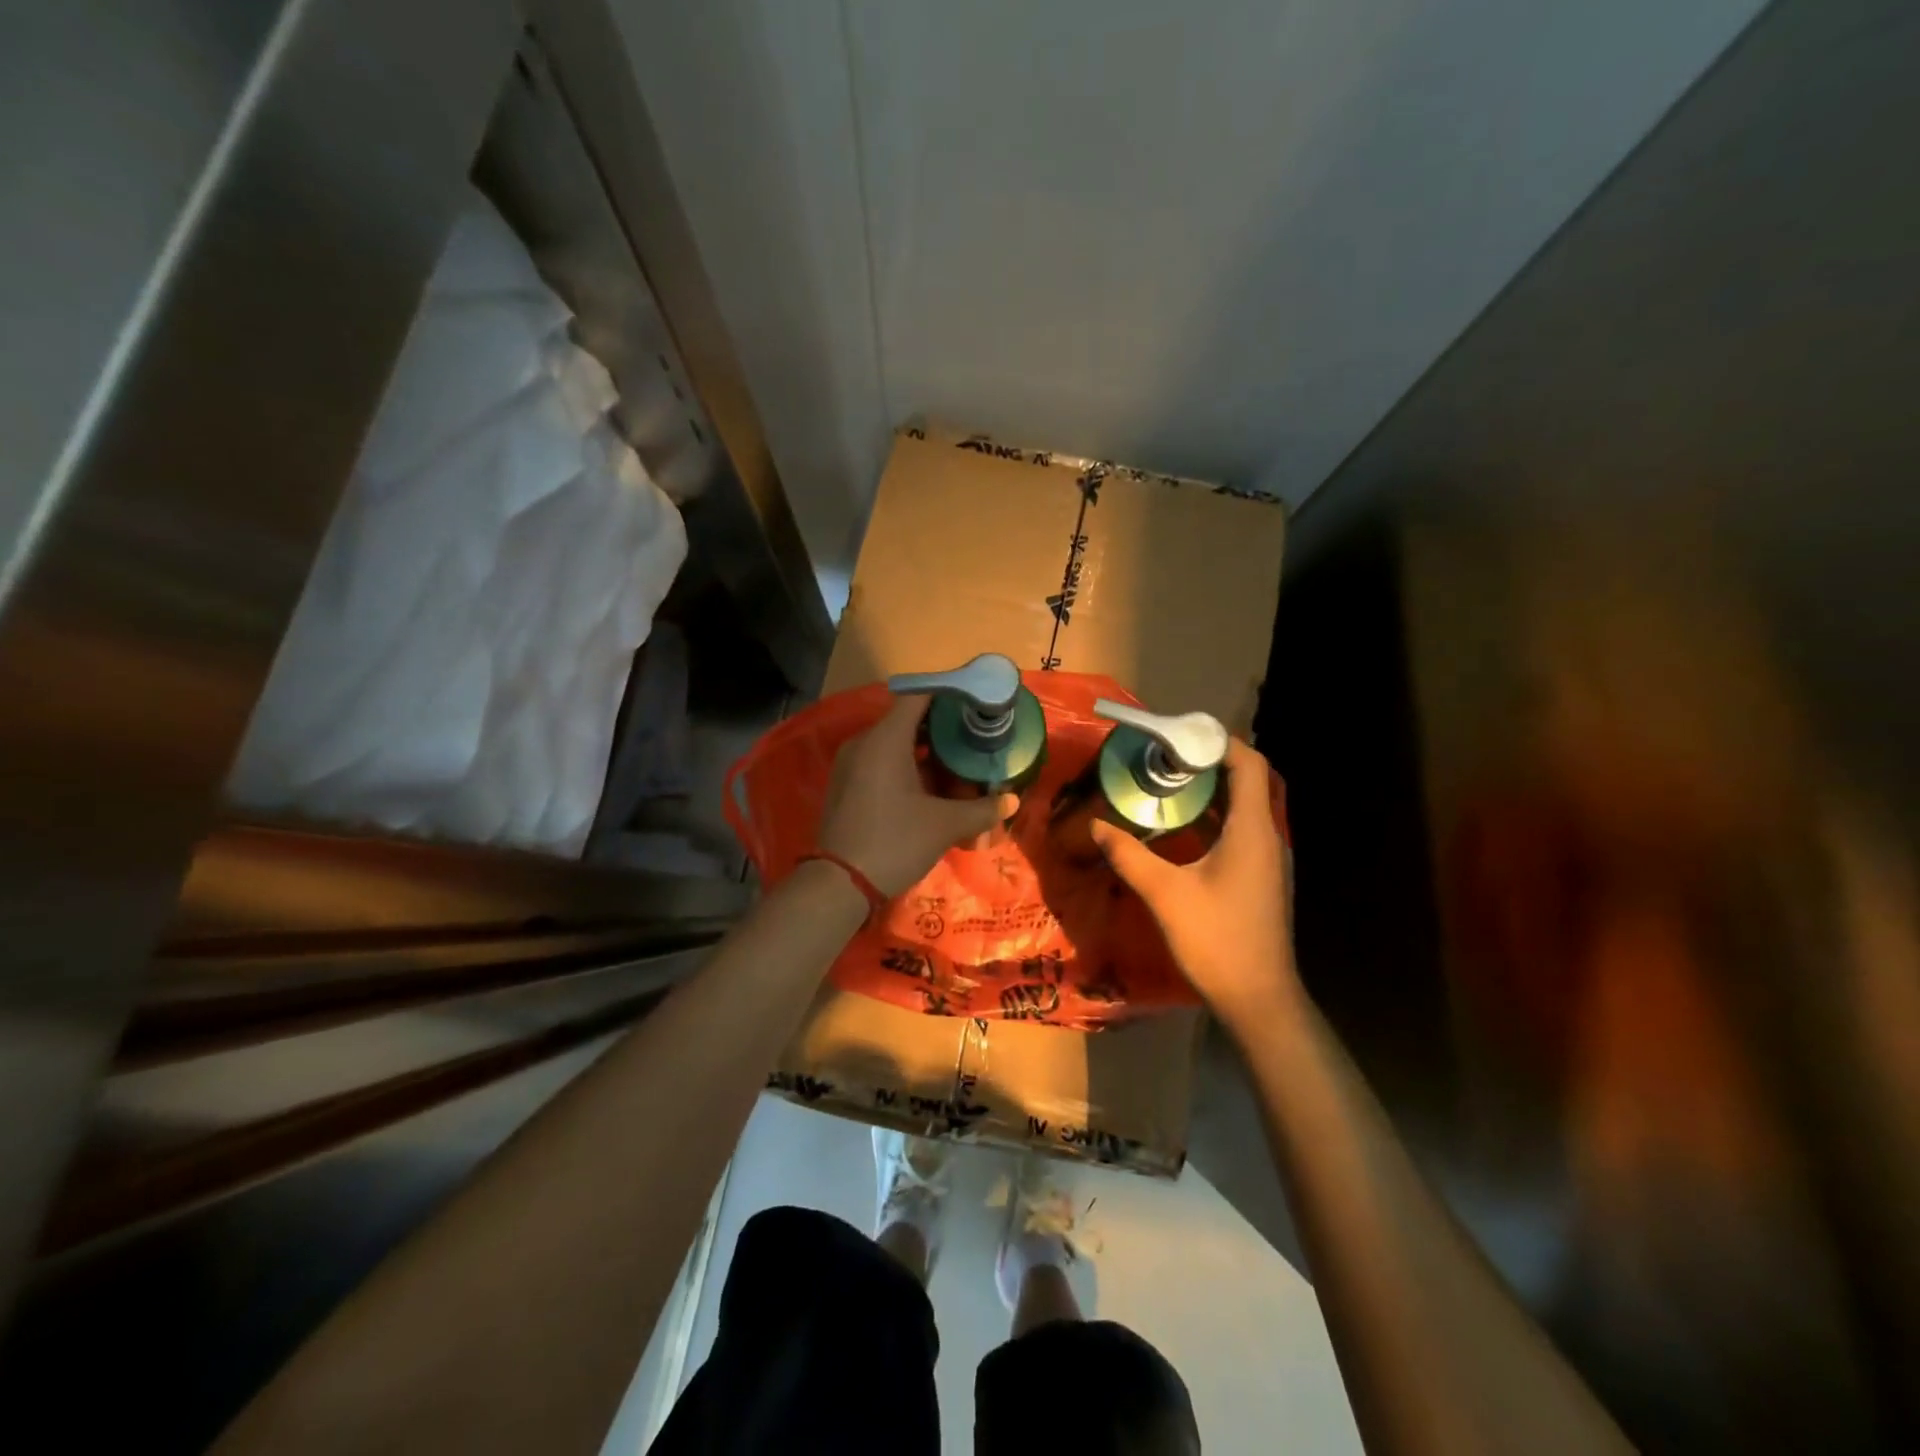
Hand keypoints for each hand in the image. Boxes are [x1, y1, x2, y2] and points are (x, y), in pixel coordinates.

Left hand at [817, 695, 1017, 896]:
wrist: (839, 884)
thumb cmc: (895, 842)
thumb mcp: (944, 825)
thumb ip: (981, 809)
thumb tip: (1011, 801)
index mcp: (885, 739)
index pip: (919, 697)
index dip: (950, 694)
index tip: (976, 702)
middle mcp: (864, 742)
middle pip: (907, 719)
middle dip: (943, 726)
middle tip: (975, 736)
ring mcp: (851, 764)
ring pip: (894, 742)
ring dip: (926, 749)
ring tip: (959, 761)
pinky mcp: (846, 784)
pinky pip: (881, 761)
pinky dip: (907, 764)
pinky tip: (930, 785)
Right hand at [1092, 738, 1298, 1030]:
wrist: (1258, 999)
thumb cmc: (1216, 940)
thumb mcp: (1165, 894)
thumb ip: (1130, 855)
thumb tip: (1097, 826)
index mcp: (1253, 831)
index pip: (1250, 765)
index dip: (1220, 742)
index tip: (1180, 736)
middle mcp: (1267, 837)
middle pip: (1247, 781)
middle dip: (1208, 763)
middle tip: (1164, 757)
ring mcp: (1267, 859)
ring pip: (1243, 808)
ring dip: (1210, 791)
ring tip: (1167, 783)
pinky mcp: (1261, 878)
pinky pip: (1240, 831)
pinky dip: (1214, 818)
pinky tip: (1181, 828)